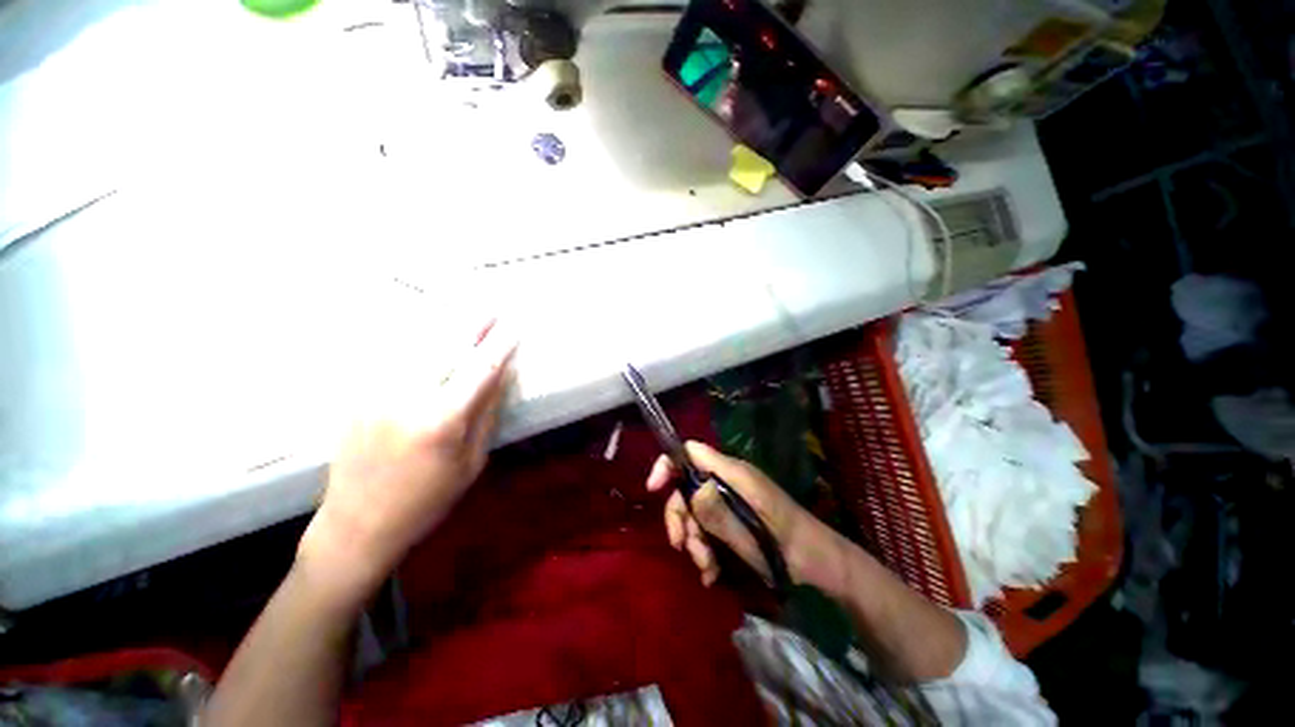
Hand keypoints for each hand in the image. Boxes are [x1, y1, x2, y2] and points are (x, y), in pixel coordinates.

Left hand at [298, 319, 516, 601]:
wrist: (358, 524)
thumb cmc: (428, 500)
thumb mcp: (471, 462)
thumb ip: (486, 413)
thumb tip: (500, 375)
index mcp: (441, 421)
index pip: (479, 369)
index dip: (499, 345)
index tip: (514, 326)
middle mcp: (405, 398)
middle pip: (443, 346)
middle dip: (471, 322)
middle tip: (490, 305)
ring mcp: (374, 393)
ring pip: (412, 344)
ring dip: (440, 324)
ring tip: (461, 309)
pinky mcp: (356, 396)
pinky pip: (388, 357)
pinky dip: (410, 339)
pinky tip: (423, 330)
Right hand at [646, 441, 831, 587]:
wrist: (818, 562)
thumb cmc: (787, 544)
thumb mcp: (749, 532)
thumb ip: (717, 511)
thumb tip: (687, 490)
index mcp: (732, 472)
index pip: (690, 451)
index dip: (668, 464)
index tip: (653, 489)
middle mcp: (726, 480)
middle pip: (686, 486)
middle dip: (681, 517)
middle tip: (683, 547)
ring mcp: (729, 499)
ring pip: (694, 511)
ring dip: (694, 540)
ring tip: (708, 569)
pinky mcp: (732, 517)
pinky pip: (707, 526)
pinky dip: (705, 548)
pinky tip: (712, 572)